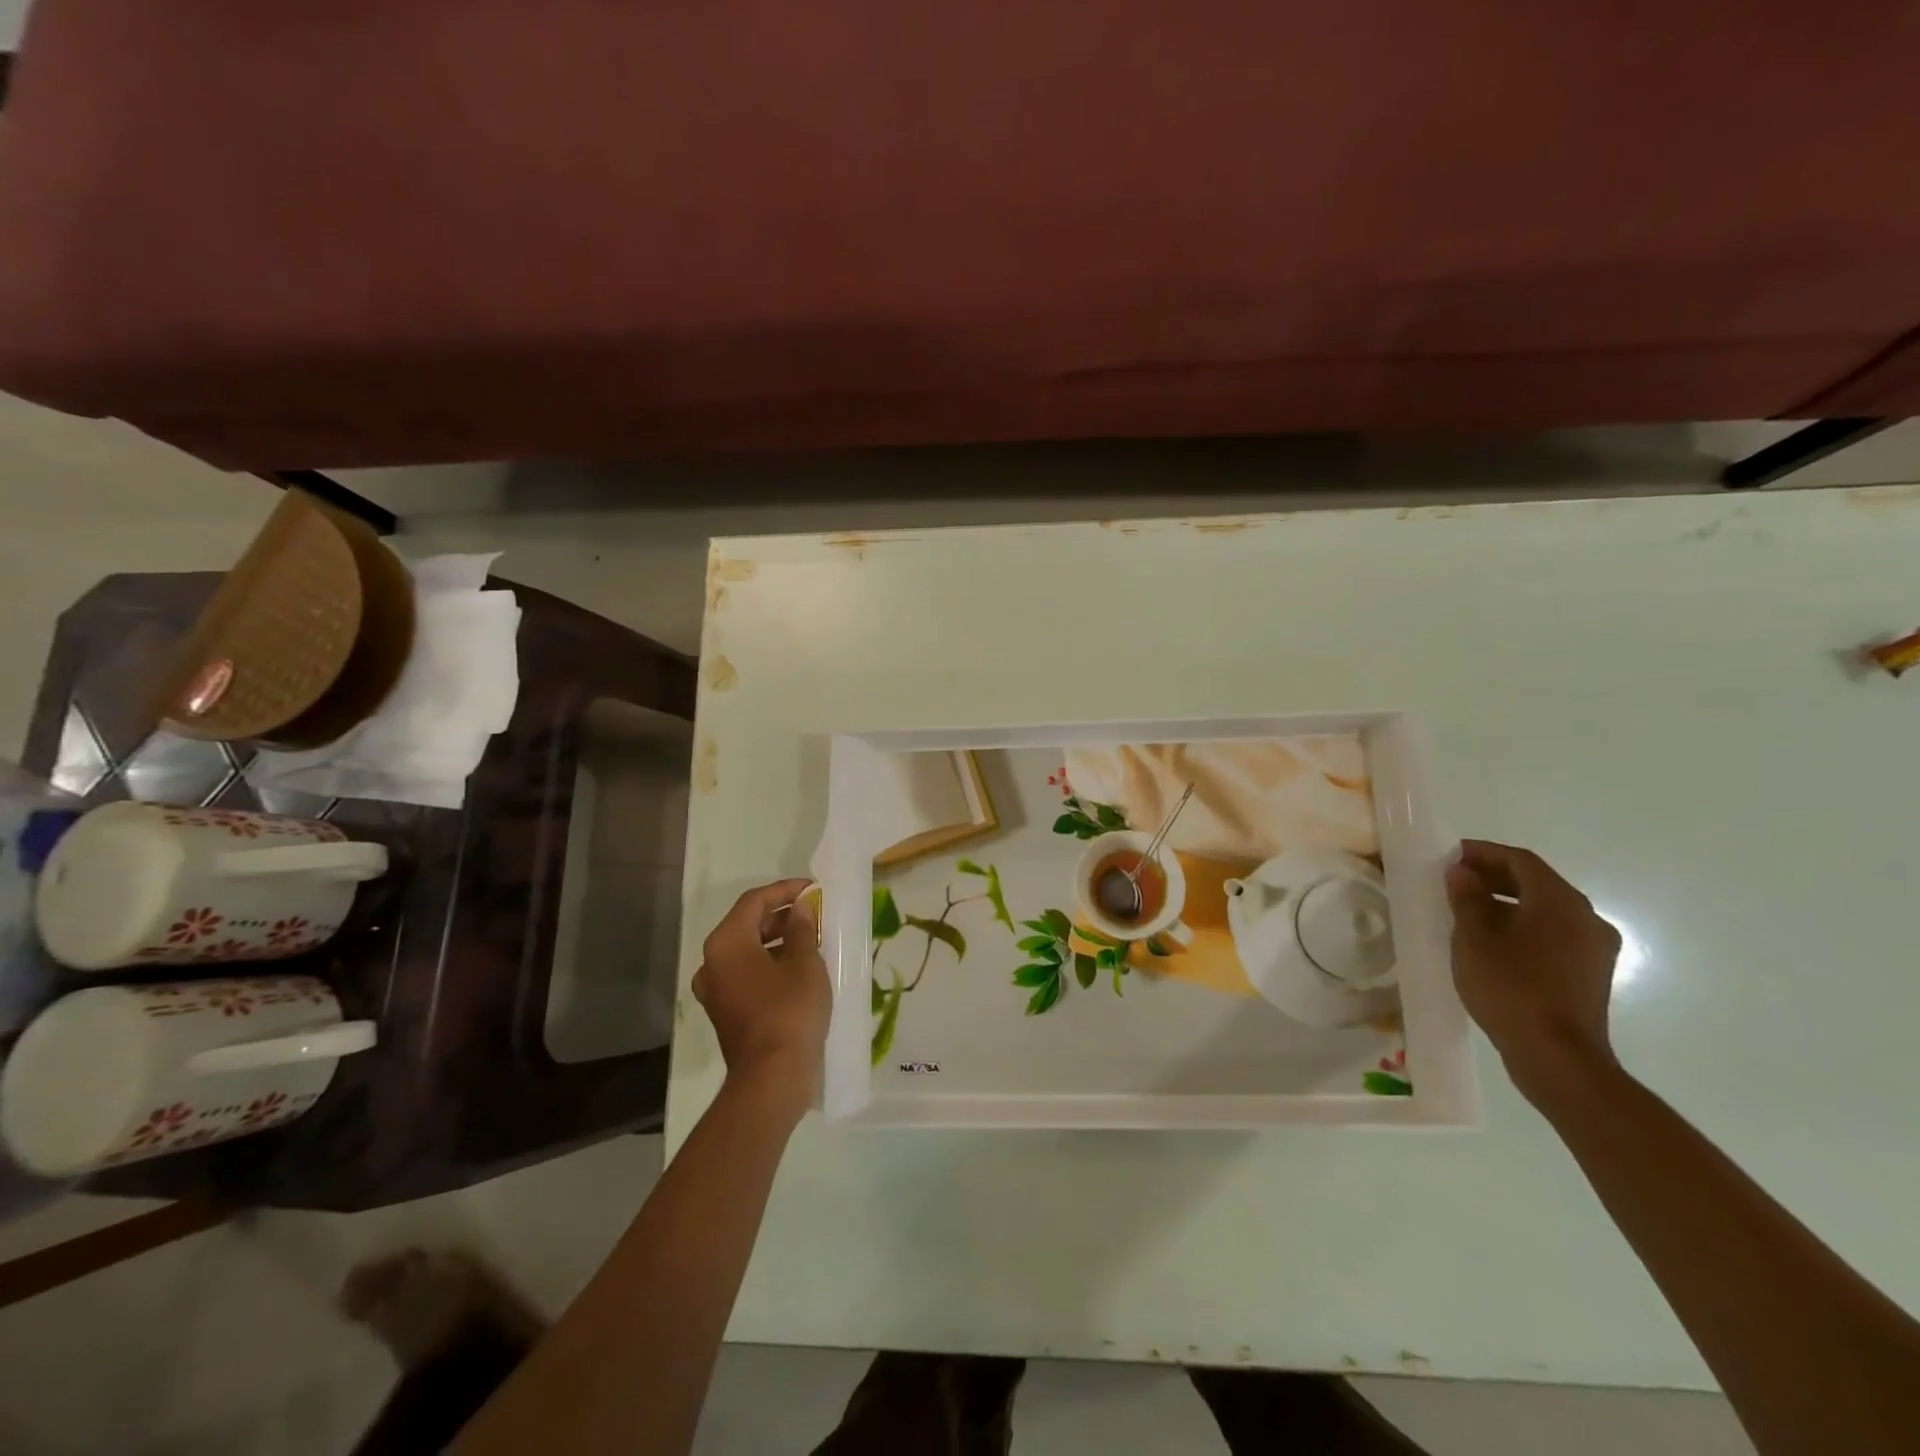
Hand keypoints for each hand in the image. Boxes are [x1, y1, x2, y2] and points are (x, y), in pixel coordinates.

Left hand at [693, 879, 831, 1112]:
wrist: (772, 1077)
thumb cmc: (789, 1010)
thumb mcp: (804, 962)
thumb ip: (801, 928)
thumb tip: (800, 908)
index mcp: (726, 943)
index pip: (754, 902)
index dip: (785, 890)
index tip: (813, 888)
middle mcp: (712, 962)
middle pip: (747, 924)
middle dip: (781, 914)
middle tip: (814, 910)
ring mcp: (716, 990)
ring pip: (747, 951)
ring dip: (777, 939)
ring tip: (812, 936)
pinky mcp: (726, 1011)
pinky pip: (747, 973)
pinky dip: (770, 962)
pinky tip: (799, 966)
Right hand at [1444, 841, 1621, 1101]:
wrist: (1558, 1059)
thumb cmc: (1510, 989)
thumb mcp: (1473, 939)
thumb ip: (1466, 899)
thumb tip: (1462, 872)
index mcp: (1560, 902)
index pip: (1521, 860)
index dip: (1483, 853)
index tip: (1450, 856)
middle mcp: (1587, 918)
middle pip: (1537, 883)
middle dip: (1494, 878)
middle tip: (1454, 882)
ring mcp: (1594, 949)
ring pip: (1546, 911)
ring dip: (1507, 904)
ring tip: (1466, 913)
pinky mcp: (1591, 974)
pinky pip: (1553, 936)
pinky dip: (1522, 928)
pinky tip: (1492, 944)